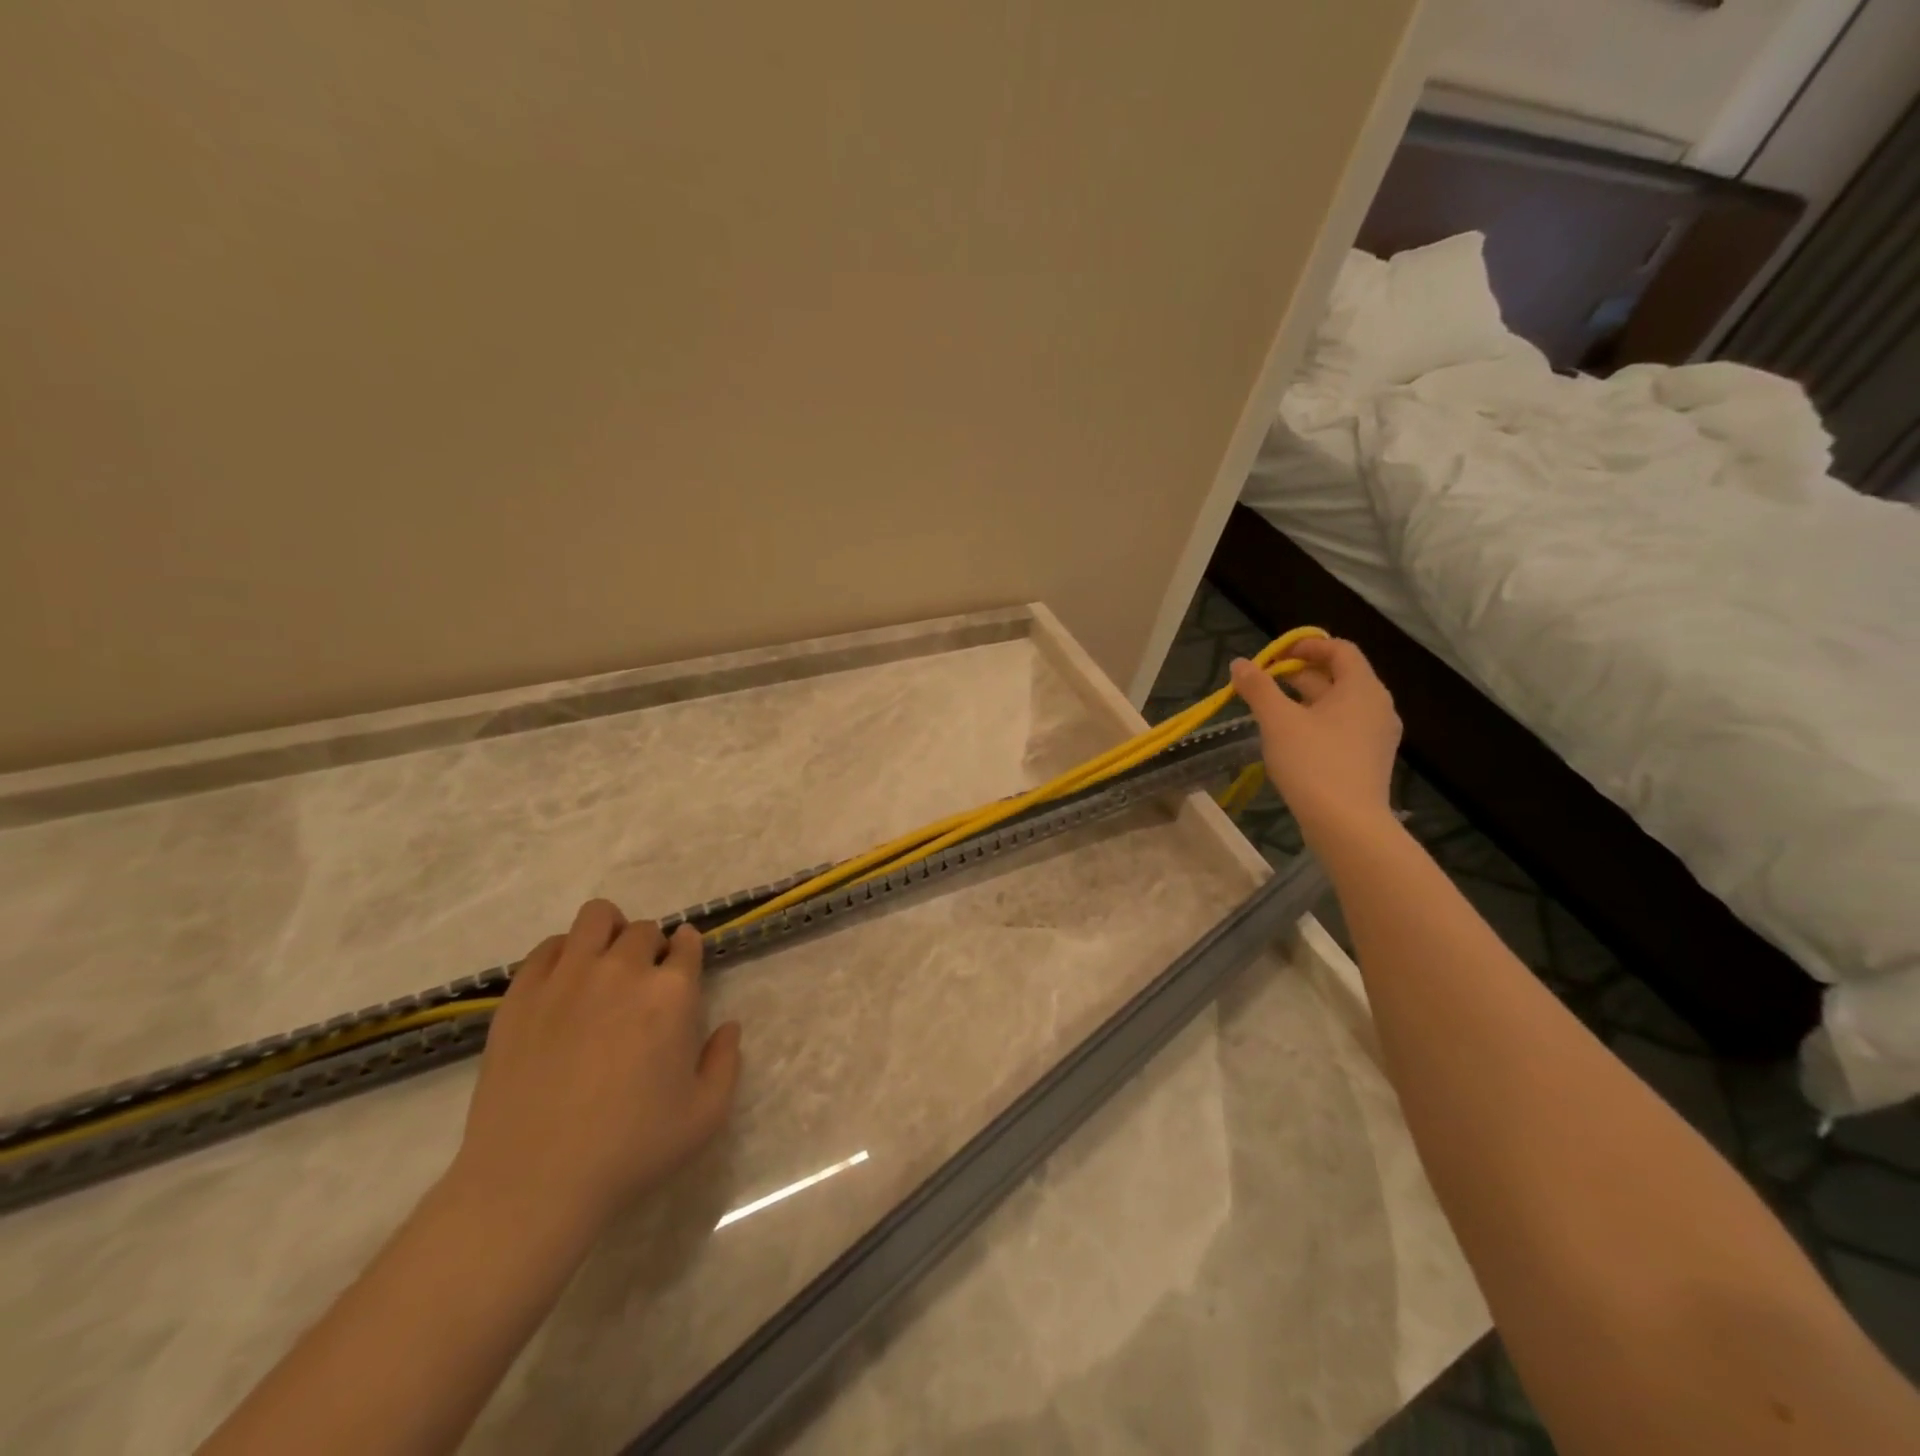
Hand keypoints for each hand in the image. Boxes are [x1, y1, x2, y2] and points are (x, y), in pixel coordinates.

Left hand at [448, 899, 742, 1237]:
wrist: (532, 1184)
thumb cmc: (630, 1150)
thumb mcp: (704, 1116)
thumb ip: (726, 1062)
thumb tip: (729, 1027)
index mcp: (671, 993)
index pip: (687, 944)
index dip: (687, 952)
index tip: (681, 969)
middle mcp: (622, 970)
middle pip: (643, 930)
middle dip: (650, 948)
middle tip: (643, 984)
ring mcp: (567, 977)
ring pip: (596, 918)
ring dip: (609, 932)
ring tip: (604, 965)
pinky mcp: (521, 995)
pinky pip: (548, 947)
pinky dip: (563, 953)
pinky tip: (565, 985)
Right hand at [1229, 637, 1400, 845]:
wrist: (1346, 824)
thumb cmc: (1313, 762)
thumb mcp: (1277, 721)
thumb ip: (1258, 688)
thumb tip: (1240, 663)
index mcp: (1362, 688)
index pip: (1340, 649)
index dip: (1307, 645)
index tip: (1274, 656)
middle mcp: (1377, 706)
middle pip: (1339, 676)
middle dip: (1300, 673)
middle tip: (1263, 681)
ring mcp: (1376, 735)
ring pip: (1339, 704)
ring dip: (1305, 698)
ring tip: (1271, 708)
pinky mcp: (1368, 759)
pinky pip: (1342, 727)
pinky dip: (1317, 721)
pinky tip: (1290, 737)